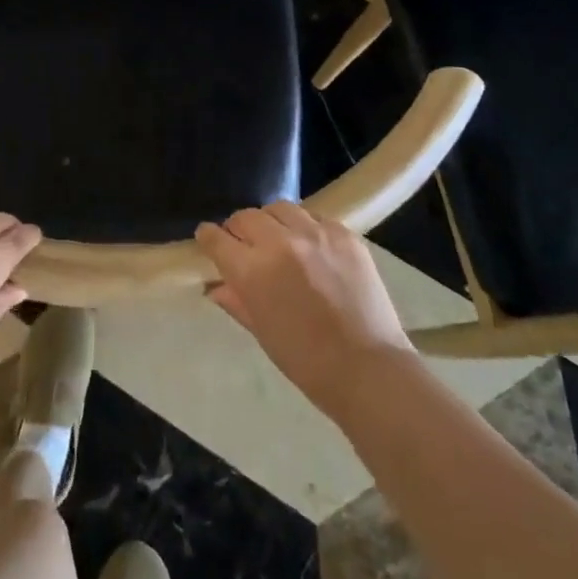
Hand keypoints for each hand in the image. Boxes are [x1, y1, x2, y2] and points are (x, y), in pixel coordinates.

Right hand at [196, 203, 412, 423]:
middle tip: (245, 243)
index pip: (217, 238)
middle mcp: (279, 243)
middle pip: (246, 216)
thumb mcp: (262, 332)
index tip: (209, 239)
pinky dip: (306, 228)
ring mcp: (315, 234)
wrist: (369, 369)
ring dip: (272, 221)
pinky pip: (315, 218)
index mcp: (252, 271)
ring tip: (279, 238)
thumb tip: (216, 286)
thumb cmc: (307, 362)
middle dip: (239, 228)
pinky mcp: (344, 234)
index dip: (209, 237)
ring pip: (280, 208)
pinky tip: (312, 248)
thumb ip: (236, 301)